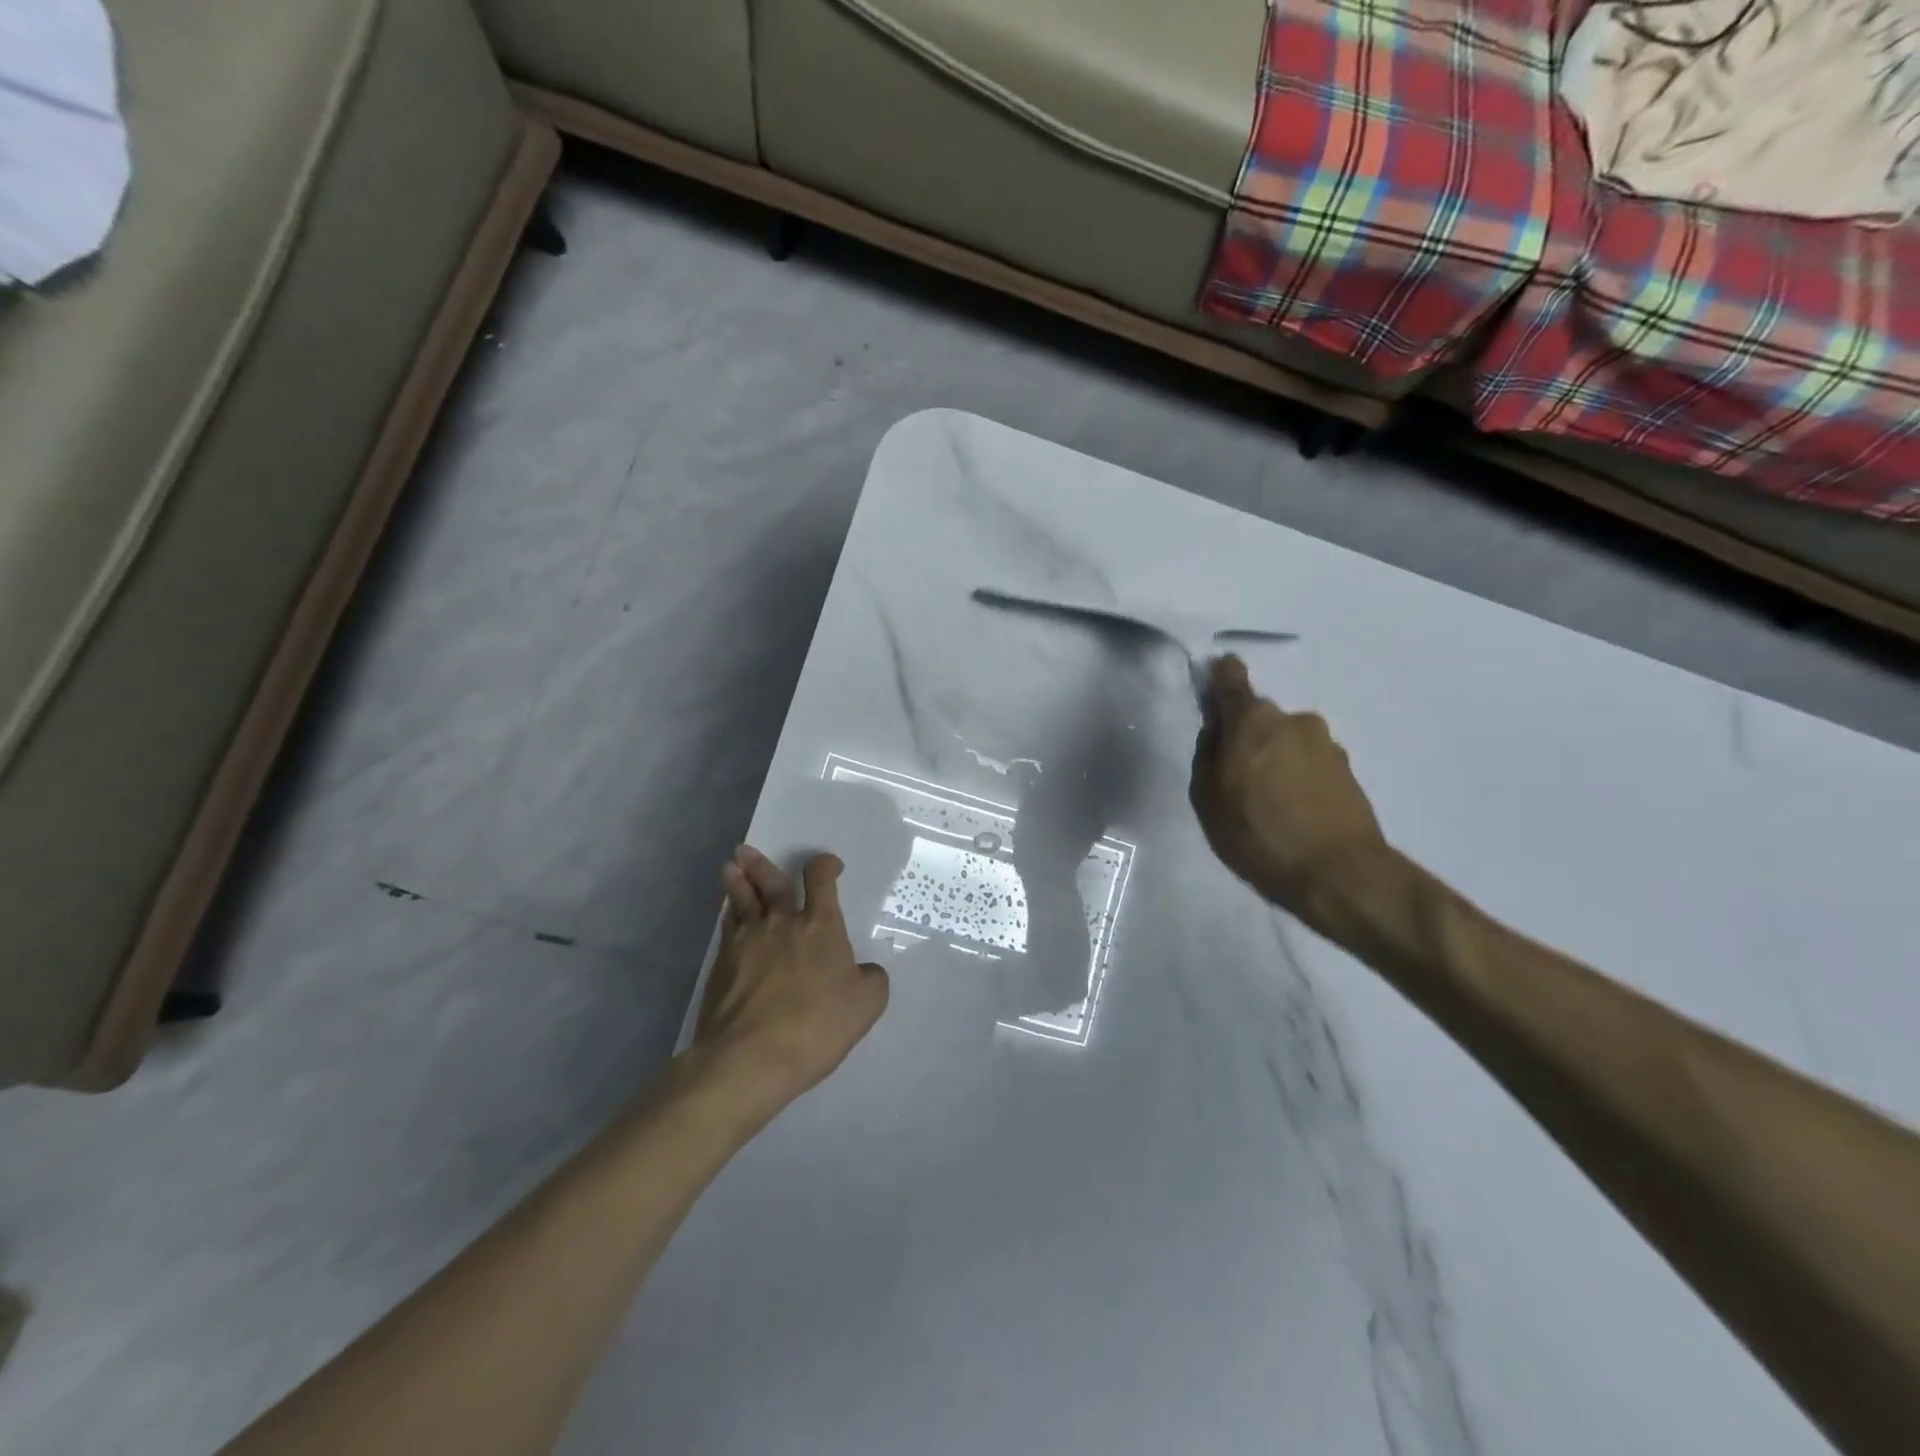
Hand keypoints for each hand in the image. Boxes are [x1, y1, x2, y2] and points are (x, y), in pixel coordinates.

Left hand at [692, 847, 889, 1114]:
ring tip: (730, 868)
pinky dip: (728, 916)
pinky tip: (728, 916)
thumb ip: (871, 979)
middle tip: (747, 852)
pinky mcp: (722, 966)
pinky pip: (727, 929)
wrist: (750, 1058)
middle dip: (761, 865)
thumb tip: (864, 970)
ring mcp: (746, 942)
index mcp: (820, 925)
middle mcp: (781, 923)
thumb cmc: (816, 1026)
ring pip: (741, 901)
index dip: (824, 865)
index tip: (828, 866)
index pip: (820, 879)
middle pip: (771, 883)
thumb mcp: (866, 1004)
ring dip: (737, 882)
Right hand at [1190, 656, 1388, 916]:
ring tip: (1269, 804)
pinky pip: (1311, 765)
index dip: (1219, 677)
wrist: (1338, 874)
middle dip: (1248, 738)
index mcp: (1253, 720)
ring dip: (1276, 760)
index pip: (1231, 676)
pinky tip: (1294, 814)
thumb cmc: (1258, 833)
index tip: (1213, 691)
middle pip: (1261, 718)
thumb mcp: (1207, 798)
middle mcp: (1293, 720)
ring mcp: (1327, 744)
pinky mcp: (1349, 771)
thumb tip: (1217, 730)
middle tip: (1237, 778)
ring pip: (1288, 742)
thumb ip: (1207, 754)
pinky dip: (1299, 780)